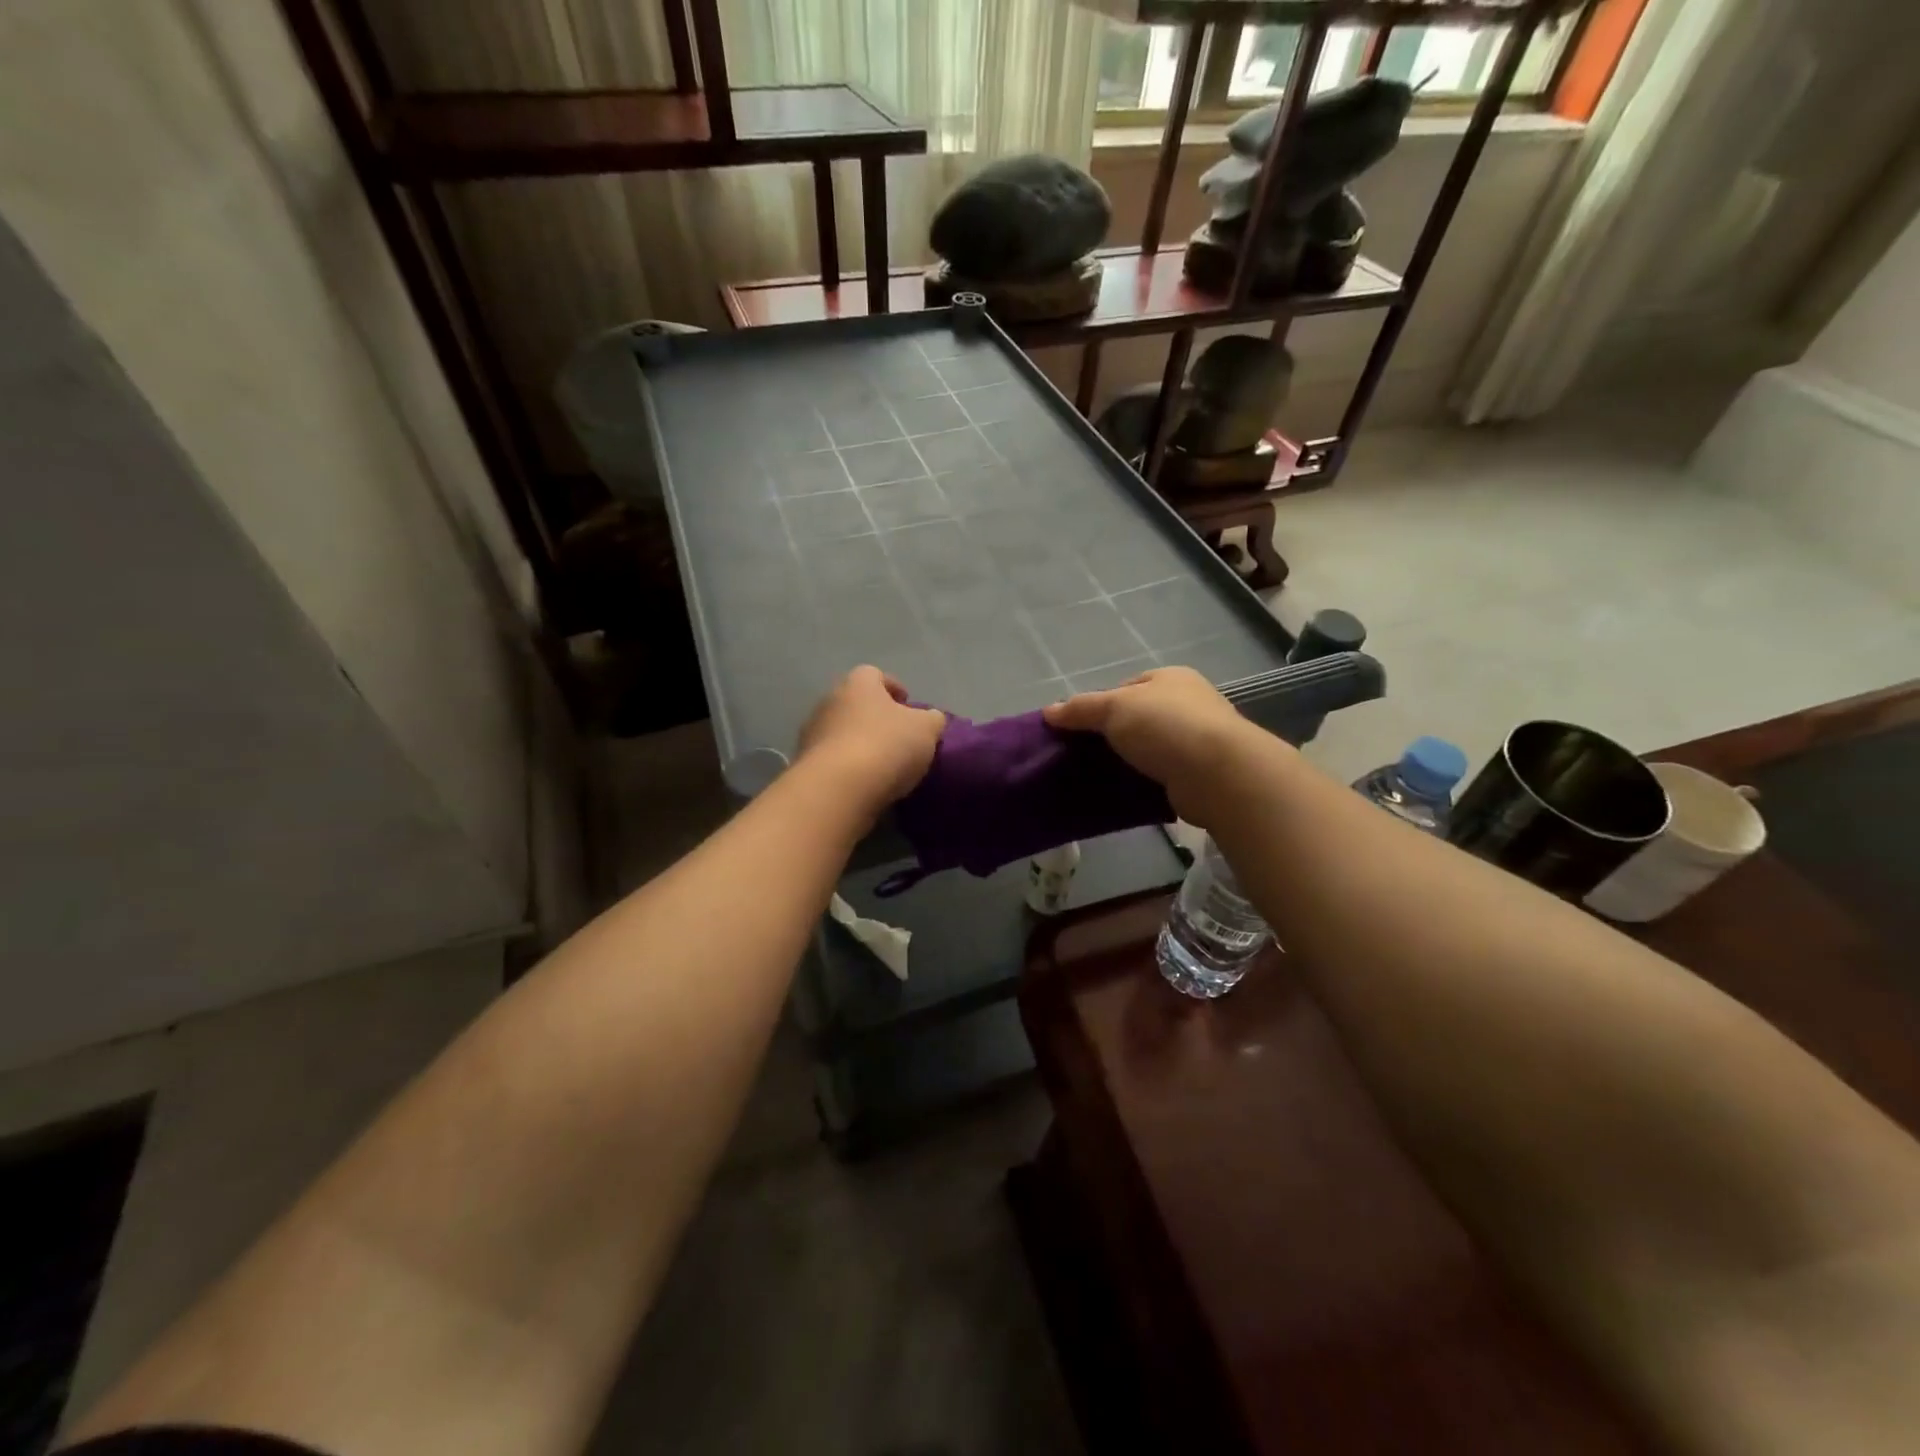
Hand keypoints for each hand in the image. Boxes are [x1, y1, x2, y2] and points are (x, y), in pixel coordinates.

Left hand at [797, 666, 945, 819]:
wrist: (837, 788)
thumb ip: (932, 719)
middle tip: (898, 737)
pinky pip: (832, 759)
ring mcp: (812, 732)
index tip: (908, 706)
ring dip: (859, 742)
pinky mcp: (805, 763)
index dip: (894, 688)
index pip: (876, 675)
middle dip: (875, 717)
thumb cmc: (886, 745)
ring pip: (841, 731)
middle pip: (856, 703)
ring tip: (882, 764)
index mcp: (858, 683)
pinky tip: (864, 782)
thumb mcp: (926, 729)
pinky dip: (847, 766)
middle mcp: (829, 700)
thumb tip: (930, 718)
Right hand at [1043, 666, 1259, 827]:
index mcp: (1170, 678)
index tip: (1080, 729)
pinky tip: (1127, 793)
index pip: (1126, 688)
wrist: (1218, 773)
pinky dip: (1145, 782)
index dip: (1100, 706)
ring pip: (1150, 749)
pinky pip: (1162, 775)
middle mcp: (1188, 704)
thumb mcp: (1114, 708)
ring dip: (1129, 762)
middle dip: (1113, 736)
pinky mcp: (1201, 773)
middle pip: (1138, 718)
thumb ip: (1080, 708)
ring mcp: (1198, 739)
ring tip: (1101, 777)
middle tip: (1085, 756)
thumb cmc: (1165, 727)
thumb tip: (1048, 712)